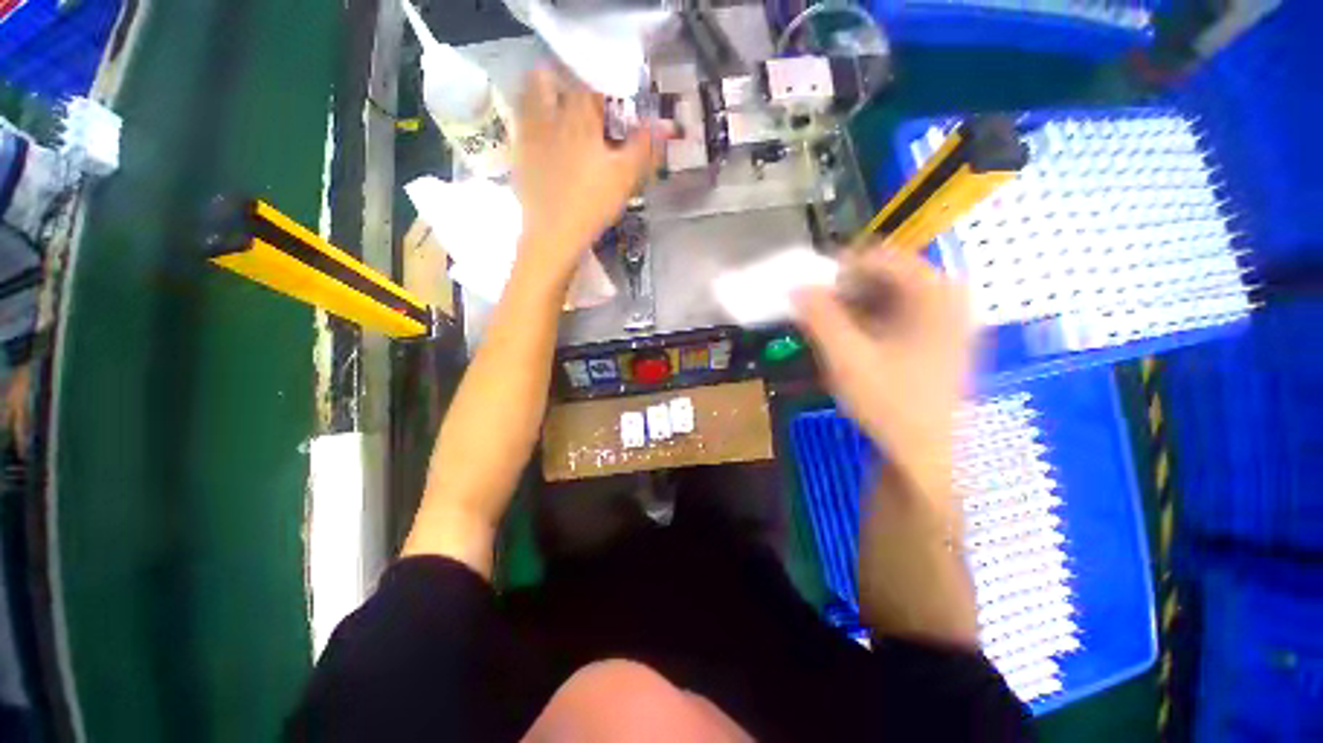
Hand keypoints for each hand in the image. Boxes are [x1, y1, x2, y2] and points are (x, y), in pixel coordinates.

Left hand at [513, 67, 666, 276]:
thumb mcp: (626, 177)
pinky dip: (534, 125)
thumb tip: (663, 123)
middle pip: (546, 79)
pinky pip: (522, 126)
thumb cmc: (592, 203)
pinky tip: (549, 144)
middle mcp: (548, 116)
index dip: (602, 88)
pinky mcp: (519, 156)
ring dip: (544, 99)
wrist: (554, 235)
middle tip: (582, 103)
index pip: (588, 83)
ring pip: (528, 98)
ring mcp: (529, 136)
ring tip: (564, 118)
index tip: (612, 103)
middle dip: (563, 82)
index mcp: (577, 116)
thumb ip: (644, 146)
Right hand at [793, 246, 972, 498]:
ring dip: (856, 303)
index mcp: (935, 294)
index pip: (880, 257)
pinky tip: (854, 339)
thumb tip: (796, 287)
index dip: (839, 269)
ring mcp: (949, 318)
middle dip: (846, 288)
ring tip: (832, 327)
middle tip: (818, 310)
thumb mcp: (846, 358)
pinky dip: (871, 318)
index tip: (811, 290)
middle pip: (887, 273)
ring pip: (892, 293)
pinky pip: (900, 311)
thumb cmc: (888, 404)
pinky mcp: (941, 337)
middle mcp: (950, 297)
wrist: (924, 453)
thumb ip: (820, 317)